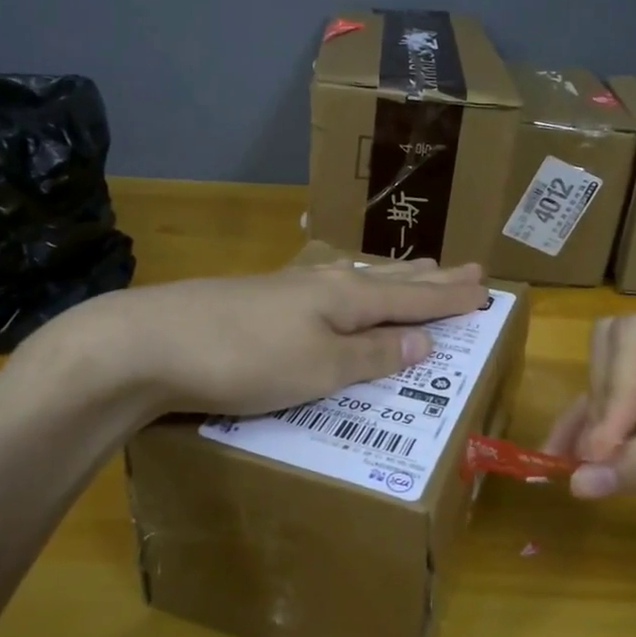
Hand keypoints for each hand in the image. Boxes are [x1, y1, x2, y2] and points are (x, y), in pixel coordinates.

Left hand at [60, 258, 488, 417]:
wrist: (150, 343)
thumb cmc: (246, 359)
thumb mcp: (321, 366)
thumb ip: (373, 355)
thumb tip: (426, 341)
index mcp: (347, 297)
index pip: (414, 296)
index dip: (450, 297)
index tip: (485, 288)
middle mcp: (322, 284)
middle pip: (389, 280)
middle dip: (429, 279)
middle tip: (465, 269)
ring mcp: (287, 289)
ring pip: (356, 282)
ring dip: (393, 281)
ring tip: (417, 272)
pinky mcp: (258, 302)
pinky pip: (327, 293)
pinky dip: (354, 294)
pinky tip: (342, 293)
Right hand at [543, 286, 635, 552]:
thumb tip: (574, 484)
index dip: (611, 391)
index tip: (598, 450)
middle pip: (627, 352)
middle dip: (604, 402)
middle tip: (586, 456)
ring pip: (635, 386)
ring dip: (603, 422)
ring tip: (566, 462)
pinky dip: (629, 440)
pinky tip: (600, 467)